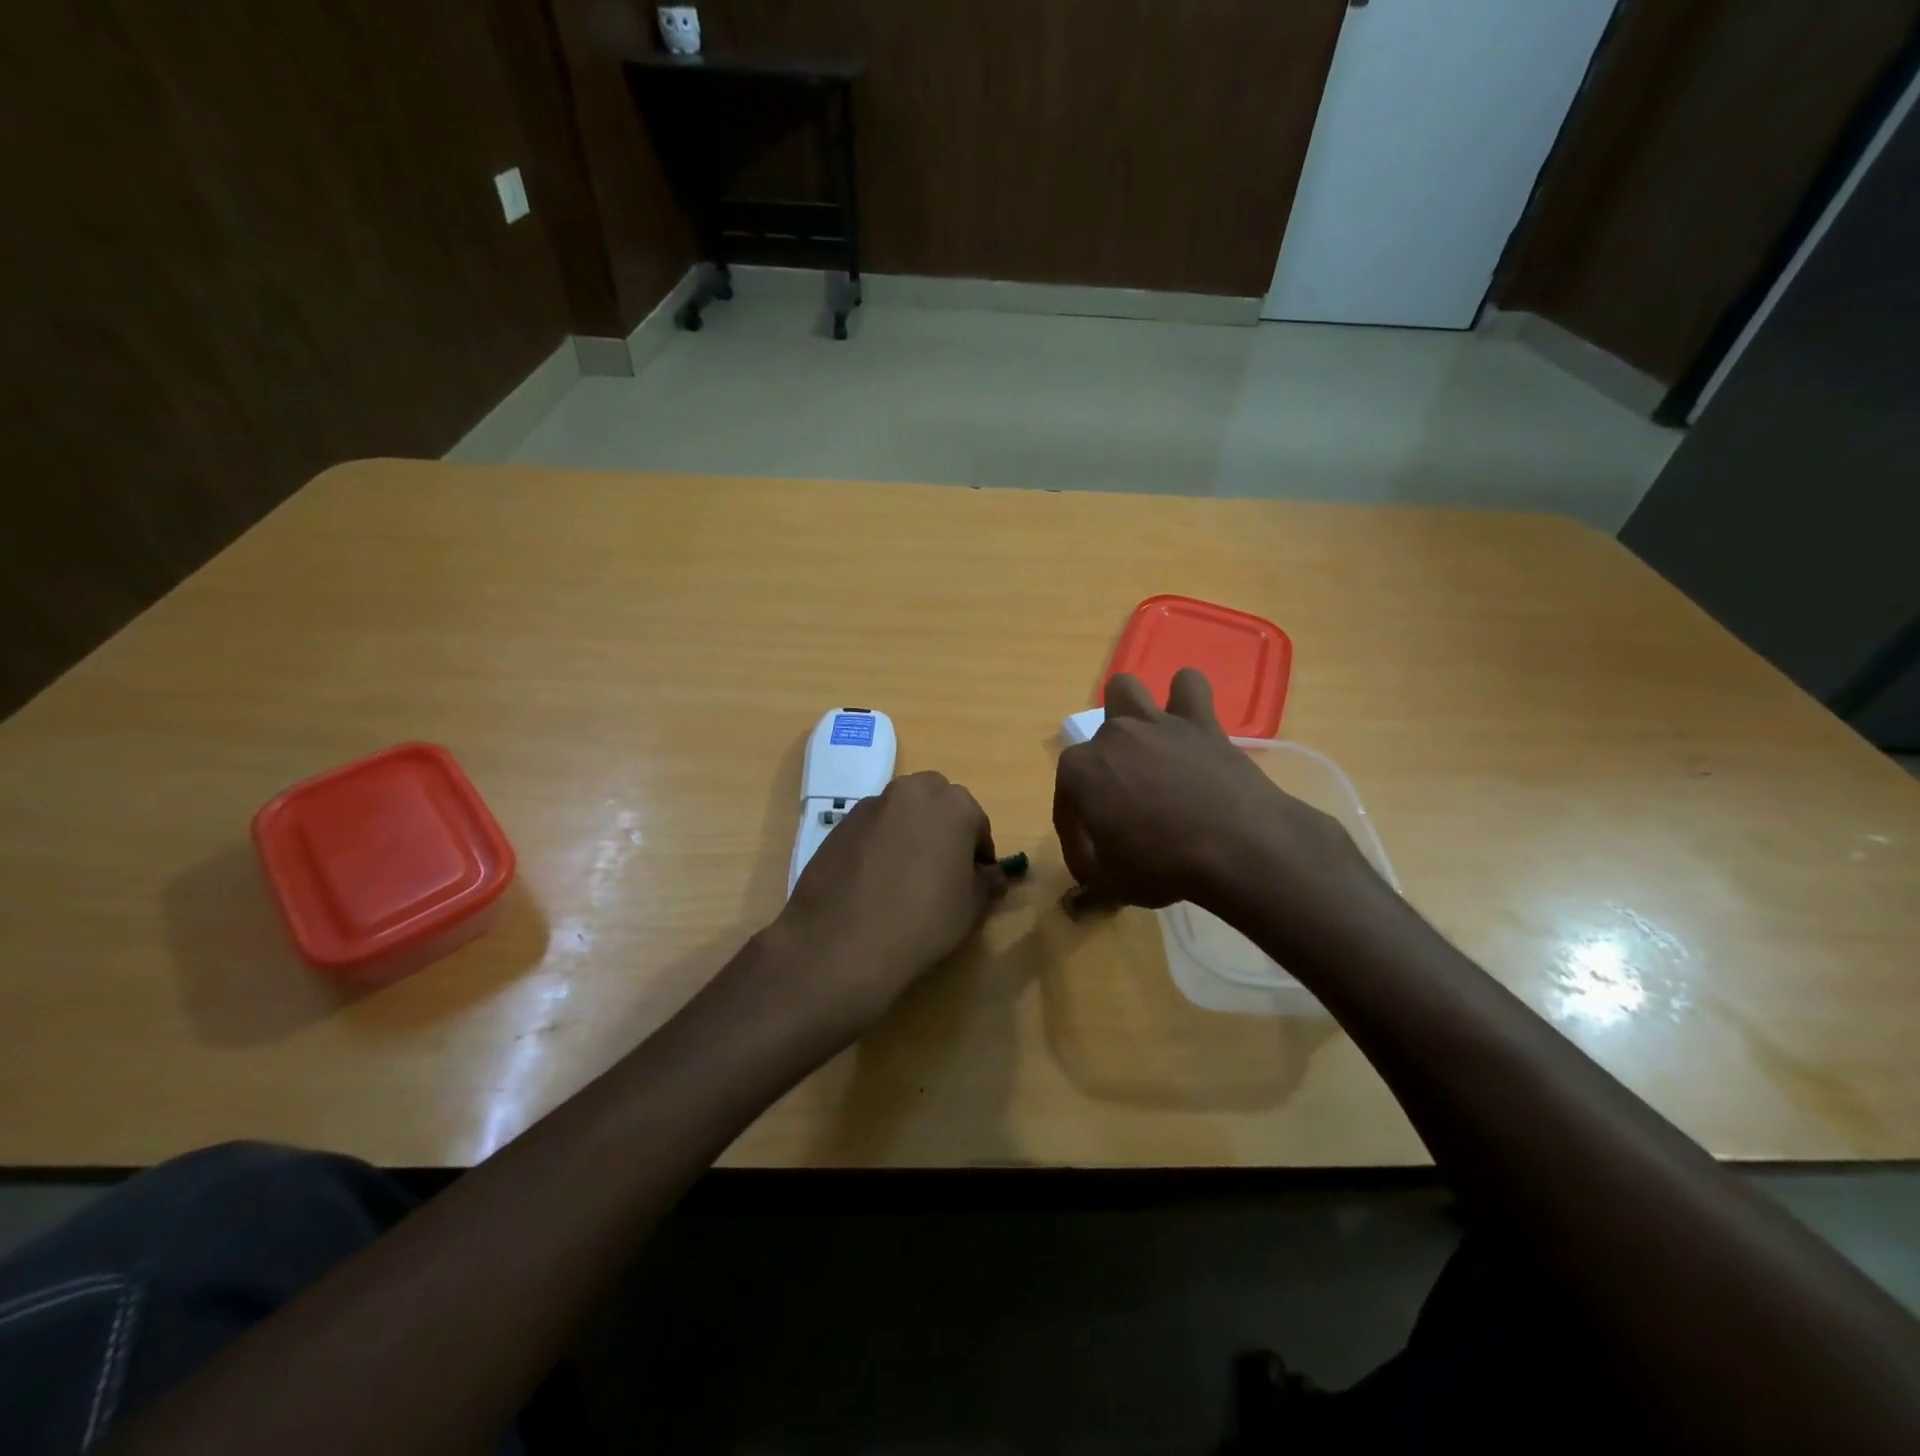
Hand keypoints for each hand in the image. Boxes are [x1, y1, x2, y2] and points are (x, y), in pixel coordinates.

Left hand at [771, 771, 1007, 1032]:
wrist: (840, 944)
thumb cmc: (921, 922)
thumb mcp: (970, 908)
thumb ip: (987, 882)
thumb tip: (991, 874)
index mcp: (953, 804)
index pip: (977, 824)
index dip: (979, 854)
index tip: (975, 881)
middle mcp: (912, 791)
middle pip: (938, 805)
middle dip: (944, 830)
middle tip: (942, 872)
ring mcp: (871, 805)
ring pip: (902, 813)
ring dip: (910, 834)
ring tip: (905, 878)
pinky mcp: (839, 824)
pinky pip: (872, 829)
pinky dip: (880, 845)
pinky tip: (874, 883)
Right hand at [1053, 670, 1376, 915]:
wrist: (1236, 846)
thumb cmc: (1162, 866)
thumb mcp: (1116, 886)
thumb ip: (1092, 885)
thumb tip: (1079, 897)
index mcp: (1079, 774)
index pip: (1066, 806)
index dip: (1077, 838)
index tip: (1094, 865)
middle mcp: (1110, 737)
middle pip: (1093, 748)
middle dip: (1101, 773)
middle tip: (1123, 807)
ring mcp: (1155, 723)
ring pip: (1125, 690)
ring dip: (1128, 712)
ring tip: (1143, 745)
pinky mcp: (1199, 721)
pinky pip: (1188, 686)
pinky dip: (1185, 699)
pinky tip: (1188, 723)